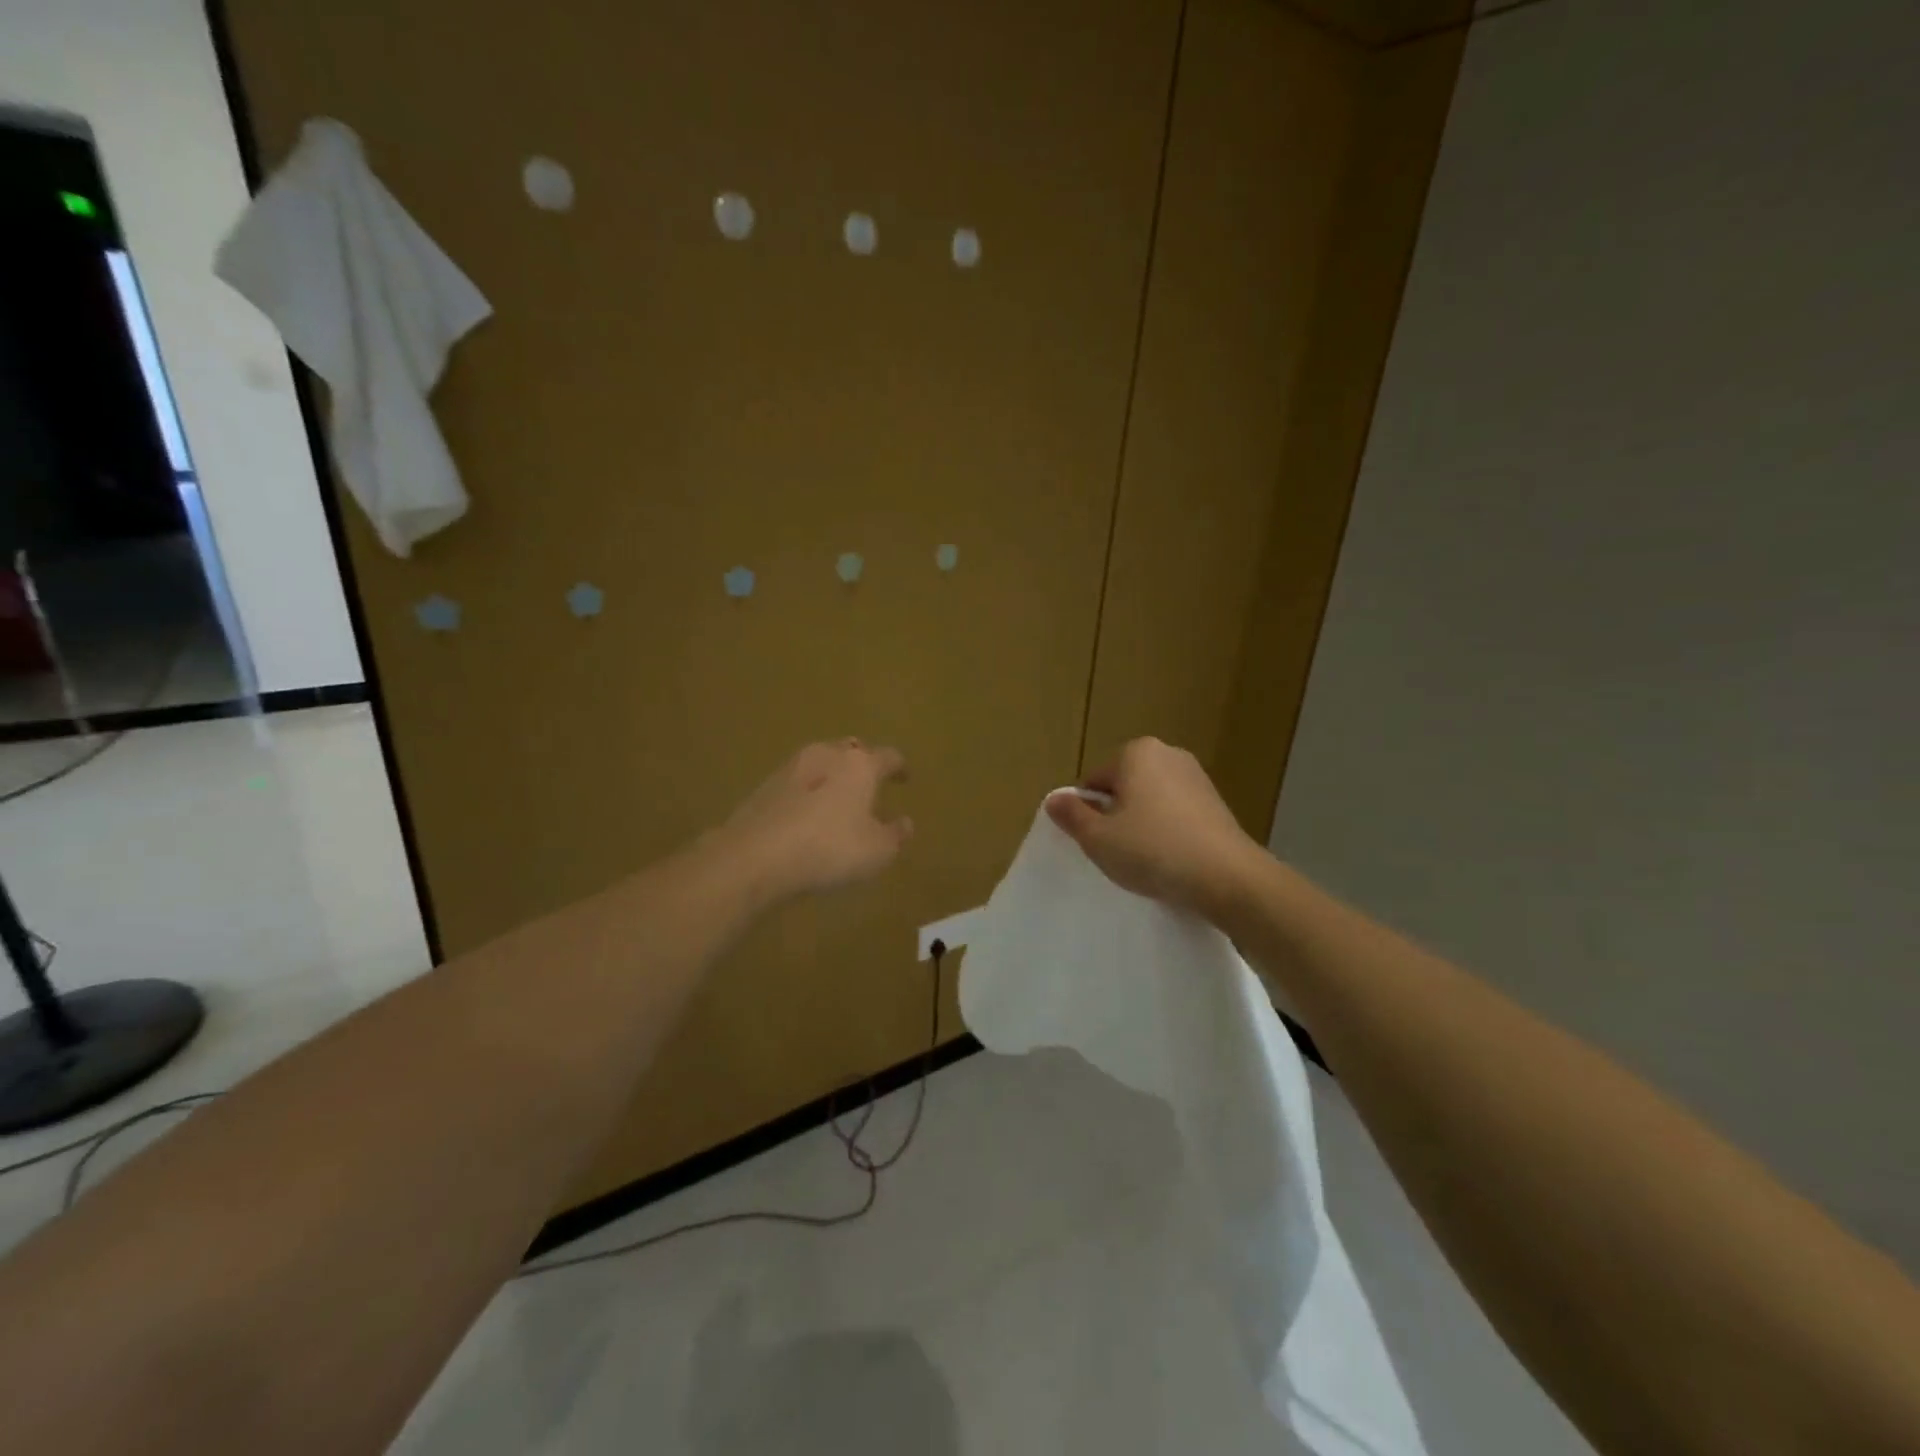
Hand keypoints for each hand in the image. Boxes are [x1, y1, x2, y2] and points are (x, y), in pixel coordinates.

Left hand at [716, 739, 912, 903]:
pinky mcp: (765, 786)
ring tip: (839, 799)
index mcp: (860, 764)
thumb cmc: (830, 848)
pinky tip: (809, 813)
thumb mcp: (877, 851)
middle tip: (871, 783)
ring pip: (821, 762)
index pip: (888, 756)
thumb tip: (905, 822)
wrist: (756, 856)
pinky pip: (798, 782)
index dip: (899, 766)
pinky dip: (809, 792)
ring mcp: (791, 767)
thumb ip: (895, 834)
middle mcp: (827, 755)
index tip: (905, 777)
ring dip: (833, 776)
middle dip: (863, 764)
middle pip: (852, 750)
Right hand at [1046, 737, 1261, 920]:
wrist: (1228, 878)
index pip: (1094, 781)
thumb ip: (1072, 816)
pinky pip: (1176, 814)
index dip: (1087, 813)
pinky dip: (1168, 832)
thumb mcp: (1099, 838)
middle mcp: (1168, 754)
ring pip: (1151, 801)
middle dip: (1116, 816)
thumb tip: (1054, 799)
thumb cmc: (1154, 851)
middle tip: (1117, 852)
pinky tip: (1171, 860)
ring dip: (1142, 825)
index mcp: (1136, 752)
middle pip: (1123, 787)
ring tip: (1145, 860)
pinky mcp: (1216, 803)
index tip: (1095, 842)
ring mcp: (1197, 777)